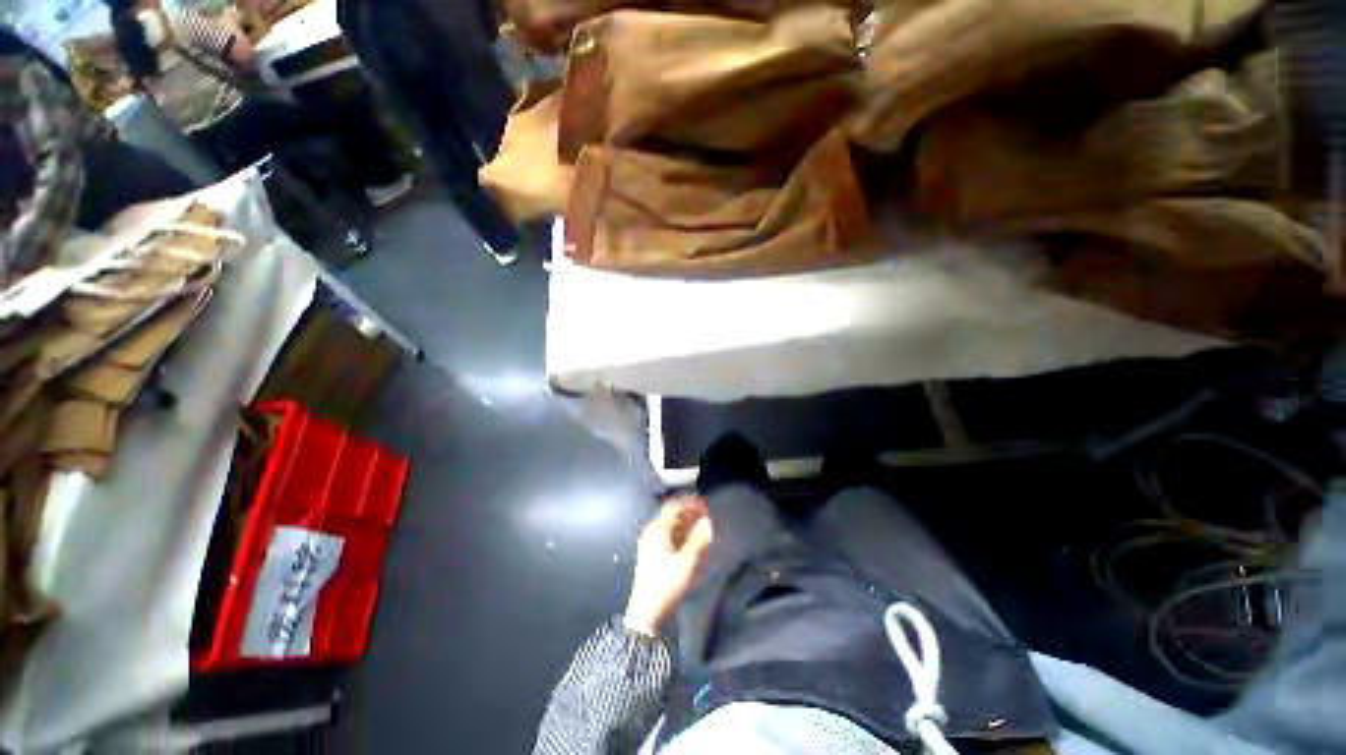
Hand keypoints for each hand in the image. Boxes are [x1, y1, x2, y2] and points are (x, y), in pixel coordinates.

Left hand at [623, 497, 714, 636]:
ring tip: (702, 526)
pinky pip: (668, 536)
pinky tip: (691, 541)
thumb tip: (709, 521)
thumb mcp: (688, 562)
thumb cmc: (667, 584)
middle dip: (689, 512)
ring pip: (670, 526)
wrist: (646, 613)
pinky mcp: (652, 555)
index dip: (690, 502)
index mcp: (658, 529)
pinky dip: (681, 533)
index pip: (674, 506)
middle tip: (706, 514)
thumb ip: (700, 539)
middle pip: (672, 515)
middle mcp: (652, 532)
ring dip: (686, 523)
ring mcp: (650, 543)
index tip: (706, 504)